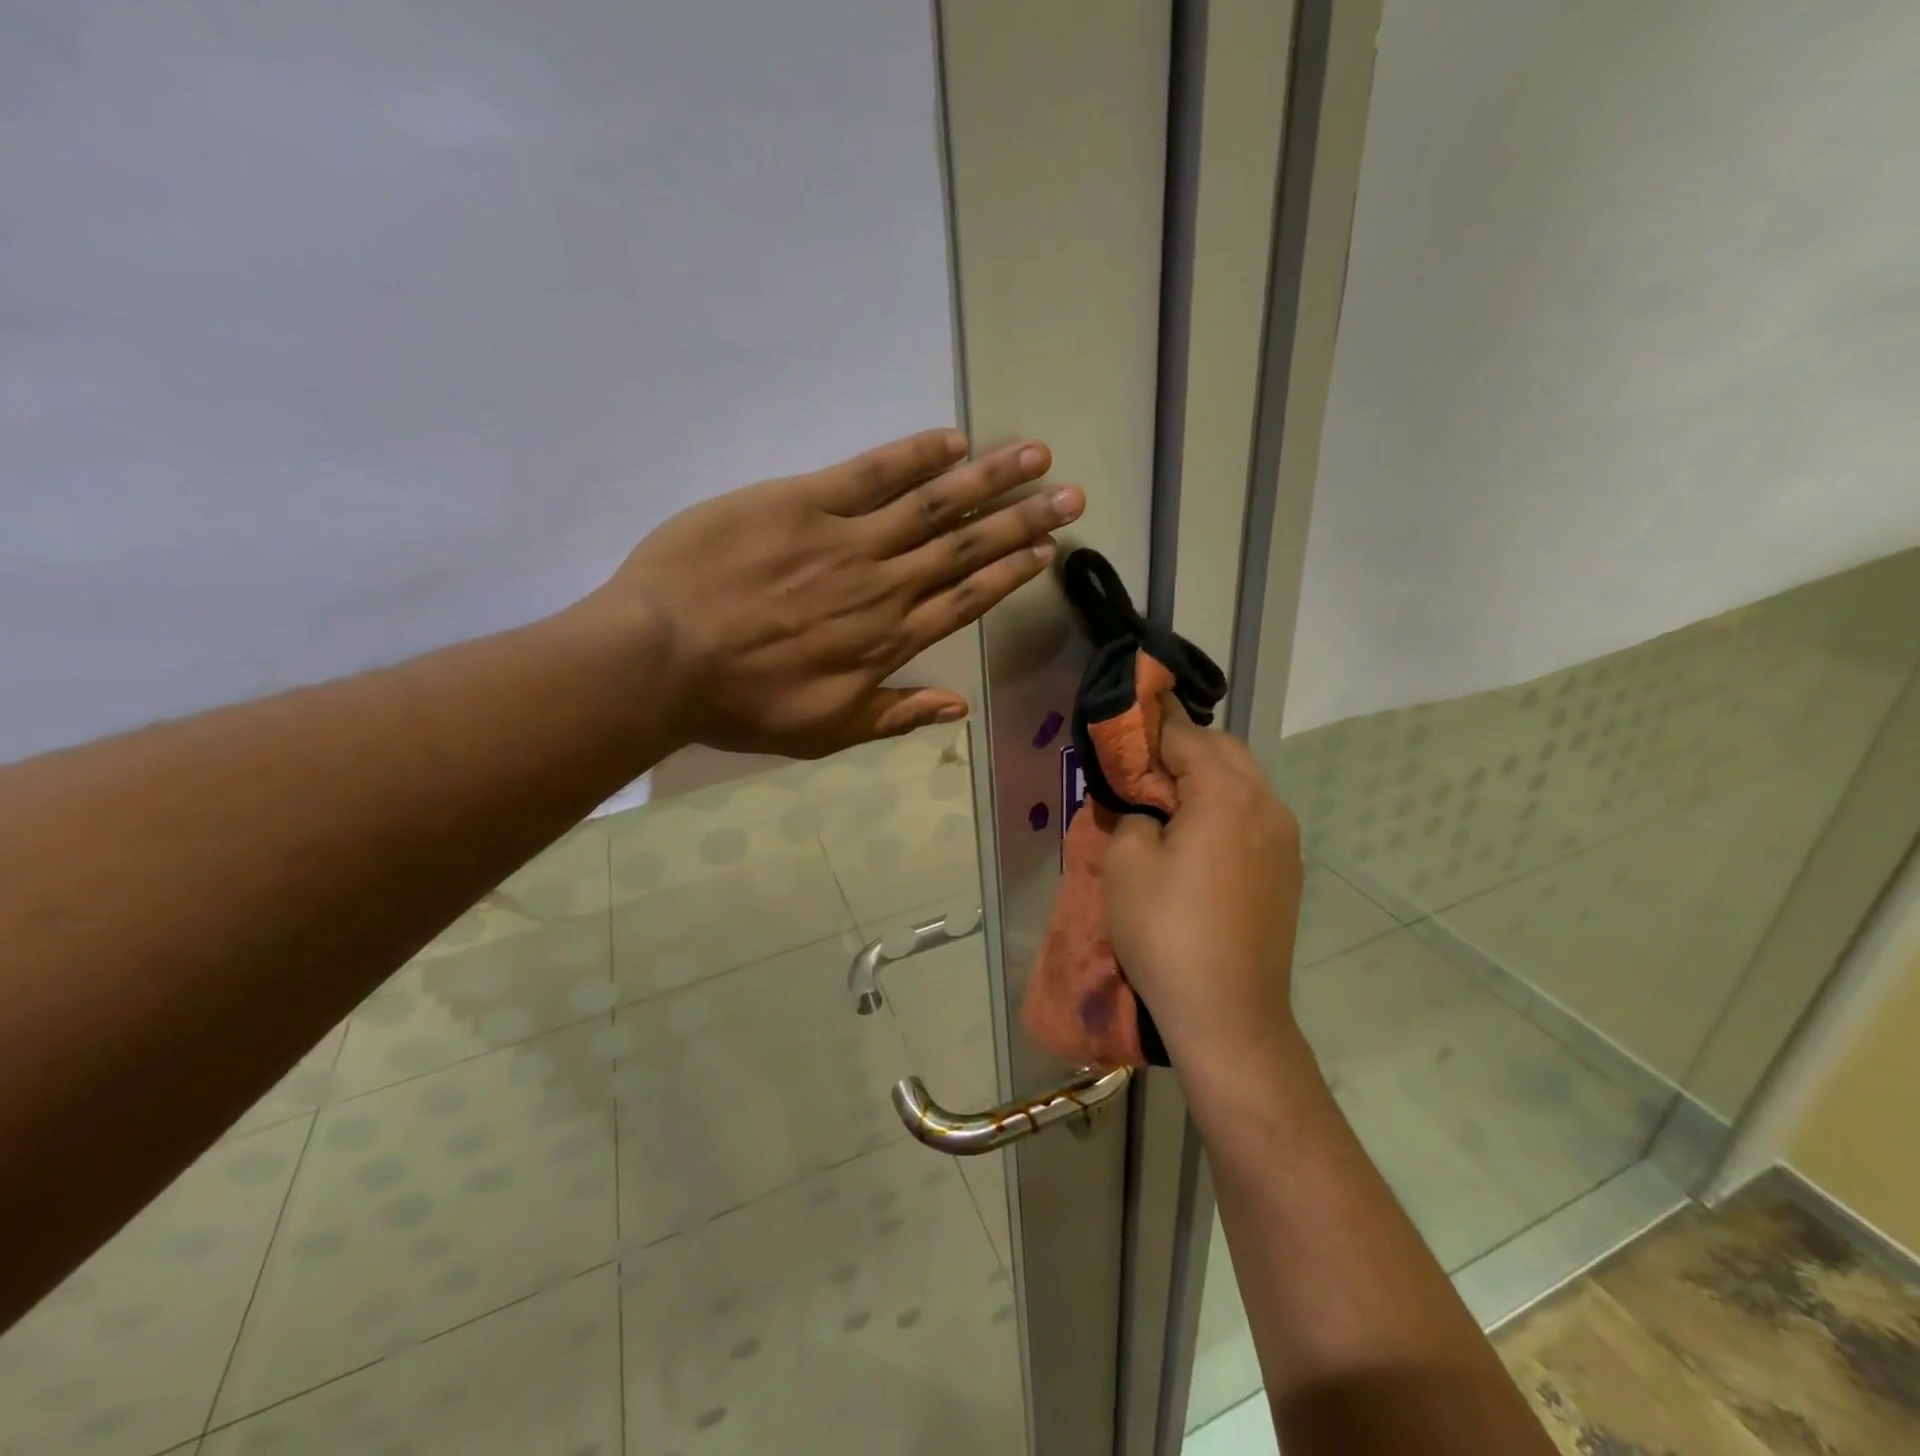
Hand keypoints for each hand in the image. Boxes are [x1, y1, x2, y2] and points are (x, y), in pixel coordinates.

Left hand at [596, 429, 1082, 757]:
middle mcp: (884, 587)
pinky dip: (914, 456)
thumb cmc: (741, 704)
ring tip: (1034, 456)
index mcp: (888, 641)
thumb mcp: (825, 731)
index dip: (1010, 574)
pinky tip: (953, 440)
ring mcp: (847, 541)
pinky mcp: (803, 503)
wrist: (663, 660)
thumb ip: (894, 715)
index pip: (965, 600)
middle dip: (1023, 521)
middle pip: (965, 549)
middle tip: (1071, 495)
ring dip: (988, 480)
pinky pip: (870, 474)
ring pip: (932, 506)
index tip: (1047, 551)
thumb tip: (957, 707)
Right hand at [1105, 708, 1304, 1065]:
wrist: (1229, 1013)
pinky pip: (1254, 816)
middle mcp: (1268, 805)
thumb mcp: (1127, 864)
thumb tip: (1148, 809)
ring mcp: (1285, 840)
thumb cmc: (1167, 931)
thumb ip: (1134, 815)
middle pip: (1225, 750)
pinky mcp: (1288, 871)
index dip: (1153, 725)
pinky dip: (1225, 807)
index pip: (1188, 736)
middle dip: (1184, 746)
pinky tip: (1197, 835)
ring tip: (1166, 797)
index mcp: (1228, 794)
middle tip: (1142, 763)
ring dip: (1207, 777)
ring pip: (1245, 782)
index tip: (1126, 721)